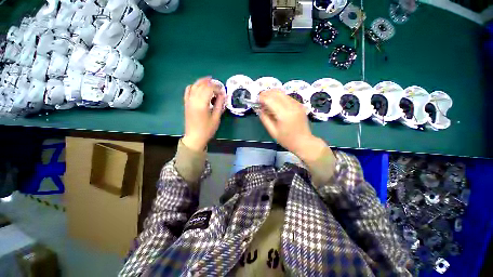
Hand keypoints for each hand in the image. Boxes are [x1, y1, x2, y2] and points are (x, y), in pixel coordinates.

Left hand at [182, 77, 225, 150]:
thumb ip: (220, 105)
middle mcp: (193, 100)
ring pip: (194, 86)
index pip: (209, 89)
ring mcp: (188, 101)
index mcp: (202, 104)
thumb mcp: (216, 118)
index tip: (222, 91)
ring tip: (209, 80)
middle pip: (202, 85)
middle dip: (210, 83)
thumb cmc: (207, 129)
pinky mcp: (186, 103)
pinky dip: (193, 86)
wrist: (195, 137)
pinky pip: (188, 90)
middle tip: (218, 85)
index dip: (217, 87)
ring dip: (202, 81)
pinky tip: (198, 86)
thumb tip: (223, 94)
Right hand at [258, 89, 327, 161]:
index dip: (262, 98)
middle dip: (266, 93)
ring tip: (267, 101)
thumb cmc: (287, 139)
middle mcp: (292, 106)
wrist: (304, 142)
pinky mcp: (300, 104)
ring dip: (273, 94)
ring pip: (282, 93)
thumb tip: (260, 109)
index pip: (270, 100)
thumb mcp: (273, 132)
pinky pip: (287, 96)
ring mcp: (297, 104)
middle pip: (277, 92)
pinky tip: (275, 103)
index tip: (256, 100)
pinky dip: (279, 97)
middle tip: (260, 99)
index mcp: (284, 114)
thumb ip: (265, 119)